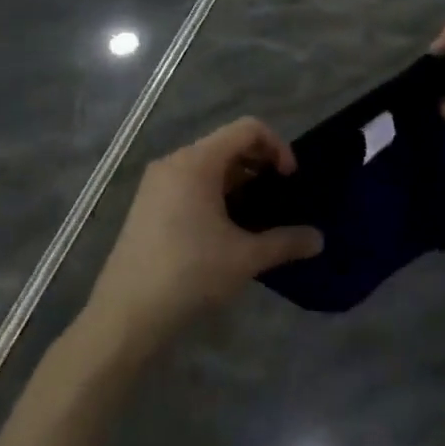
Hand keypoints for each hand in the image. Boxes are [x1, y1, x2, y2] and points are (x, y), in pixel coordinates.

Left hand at [85, 118, 323, 350]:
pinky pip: (190, 182)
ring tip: (256, 216)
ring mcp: (157, 183)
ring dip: (238, 181)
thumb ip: (285, 242)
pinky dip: (215, 193)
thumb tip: (319, 240)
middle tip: (278, 197)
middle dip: (259, 164)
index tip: (290, 180)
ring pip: (208, 165)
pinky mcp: (147, 205)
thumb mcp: (245, 258)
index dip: (277, 146)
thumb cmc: (189, 274)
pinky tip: (225, 229)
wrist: (125, 316)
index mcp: (197, 162)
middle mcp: (175, 162)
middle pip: (227, 144)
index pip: (247, 129)